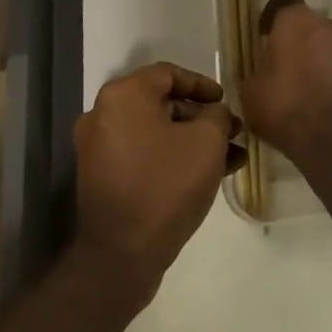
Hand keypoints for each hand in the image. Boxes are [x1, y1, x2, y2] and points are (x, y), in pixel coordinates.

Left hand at [73, 62, 238, 298]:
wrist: (120, 256)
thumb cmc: (165, 186)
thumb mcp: (206, 142)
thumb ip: (217, 116)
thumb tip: (216, 113)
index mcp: (123, 95)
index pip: (168, 74)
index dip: (202, 85)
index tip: (225, 101)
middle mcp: (104, 114)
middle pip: (161, 103)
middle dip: (201, 117)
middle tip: (231, 132)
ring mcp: (99, 148)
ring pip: (155, 133)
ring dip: (191, 141)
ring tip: (230, 158)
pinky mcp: (102, 178)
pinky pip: (143, 155)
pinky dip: (171, 158)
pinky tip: (207, 176)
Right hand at [244, 0, 331, 168]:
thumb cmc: (286, 107)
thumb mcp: (251, 91)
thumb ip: (258, 71)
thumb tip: (263, 73)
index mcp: (296, 20)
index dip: (273, 15)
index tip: (266, 35)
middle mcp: (329, 25)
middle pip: (310, 24)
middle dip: (299, 40)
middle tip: (286, 67)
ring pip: (330, 45)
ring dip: (320, 59)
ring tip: (307, 89)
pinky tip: (323, 103)